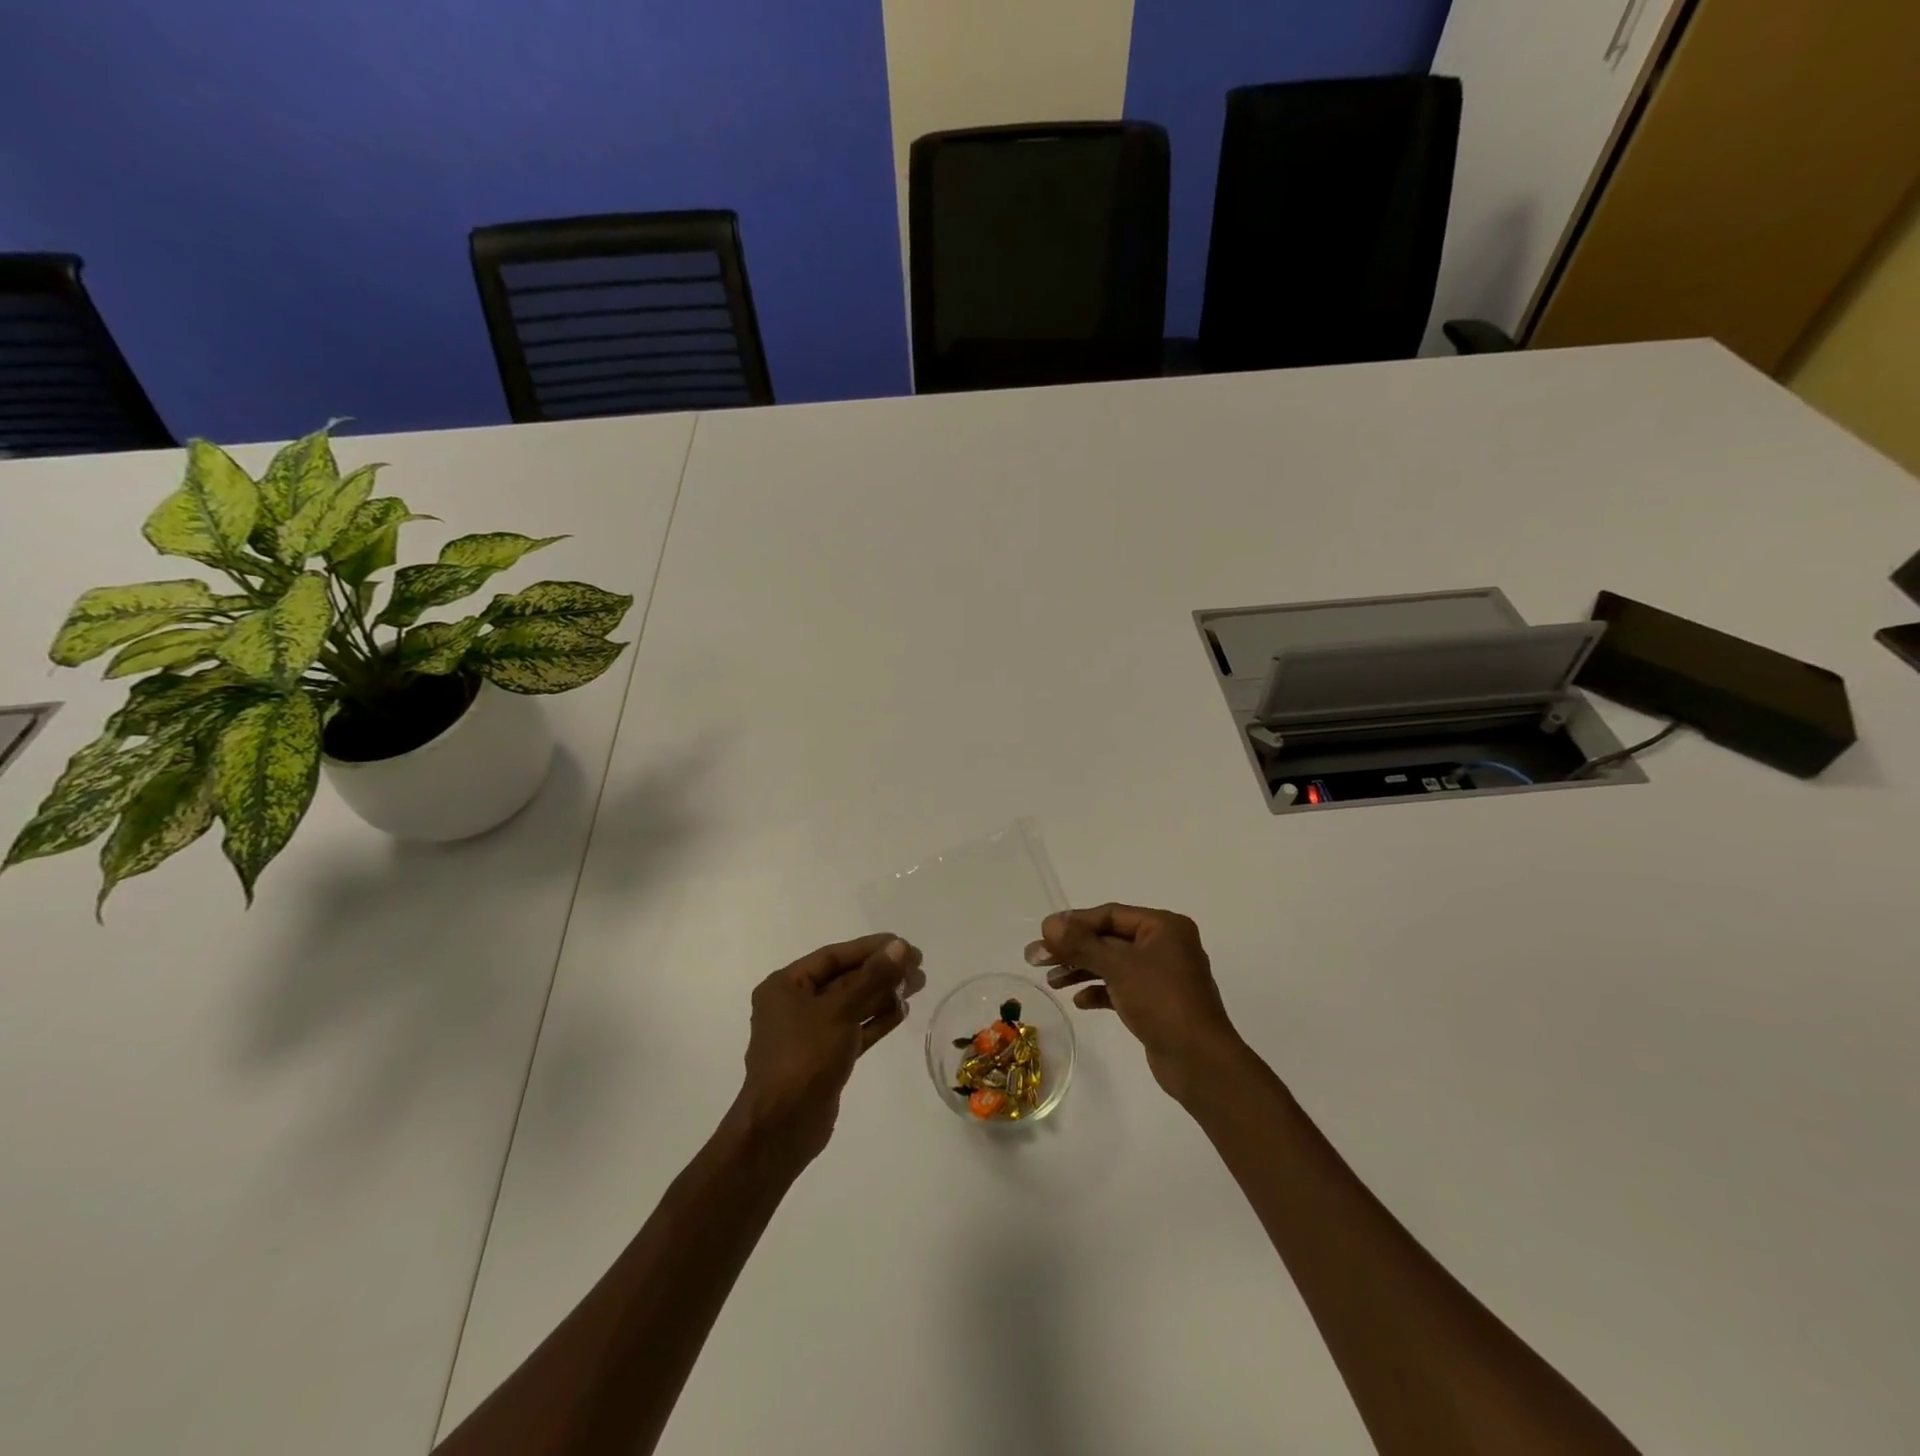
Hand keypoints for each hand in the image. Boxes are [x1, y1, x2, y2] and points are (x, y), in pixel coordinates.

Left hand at [729, 933, 921, 1167]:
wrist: (781, 1128)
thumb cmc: (805, 1058)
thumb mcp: (840, 1011)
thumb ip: (873, 977)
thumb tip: (900, 946)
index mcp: (785, 986)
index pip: (834, 957)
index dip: (870, 949)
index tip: (904, 945)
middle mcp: (794, 1005)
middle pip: (844, 979)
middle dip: (880, 972)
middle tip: (917, 966)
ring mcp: (809, 1034)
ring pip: (852, 1005)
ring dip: (882, 994)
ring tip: (918, 985)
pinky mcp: (824, 1058)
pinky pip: (853, 1029)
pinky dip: (876, 1020)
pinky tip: (902, 1011)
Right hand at [1026, 905, 1243, 1099]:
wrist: (1200, 1062)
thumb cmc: (1162, 1002)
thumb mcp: (1118, 967)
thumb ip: (1081, 944)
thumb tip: (1049, 923)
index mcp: (1163, 926)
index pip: (1110, 915)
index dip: (1074, 923)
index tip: (1043, 934)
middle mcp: (1165, 945)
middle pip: (1109, 939)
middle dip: (1073, 949)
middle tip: (1036, 959)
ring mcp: (1162, 975)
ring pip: (1113, 964)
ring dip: (1082, 970)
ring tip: (1051, 982)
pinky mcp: (1158, 1002)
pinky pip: (1122, 987)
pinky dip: (1100, 991)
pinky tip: (1079, 1001)